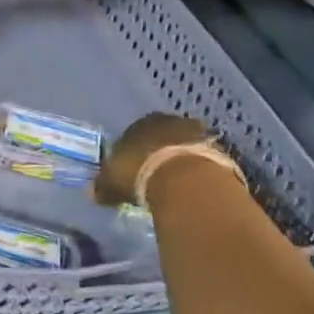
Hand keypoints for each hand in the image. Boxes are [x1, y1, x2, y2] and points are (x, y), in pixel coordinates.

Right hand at [95, 113, 220, 207]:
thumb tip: (94, 192)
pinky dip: (196, 172)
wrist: (185, 180)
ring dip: (180, 161)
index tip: (130, 170)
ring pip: (184, 146)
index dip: (131, 152)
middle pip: (161, 137)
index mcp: (141, 122)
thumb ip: (103, 185)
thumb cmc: (139, 173)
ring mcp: (198, 133)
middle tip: (153, 176)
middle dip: (157, 153)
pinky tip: (192, 188)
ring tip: (174, 185)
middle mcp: (169, 121)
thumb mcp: (111, 182)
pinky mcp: (219, 150)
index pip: (133, 133)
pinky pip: (202, 160)